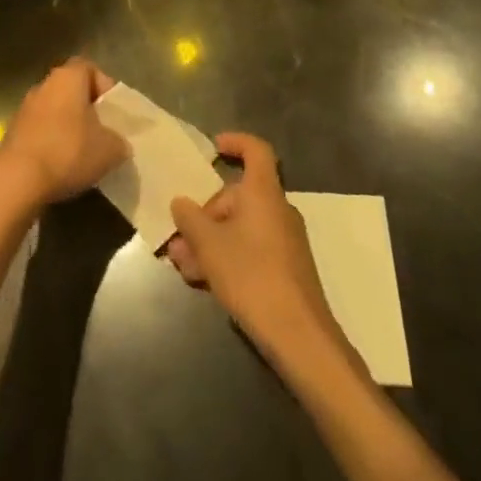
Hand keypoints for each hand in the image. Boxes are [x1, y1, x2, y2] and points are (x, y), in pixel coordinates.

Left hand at [0, 59, 129, 214]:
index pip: (89, 68)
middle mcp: (45, 84)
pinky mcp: (12, 131)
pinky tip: (60, 166)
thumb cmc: (68, 151)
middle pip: (71, 89)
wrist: (17, 179)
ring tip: (82, 154)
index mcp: (68, 77)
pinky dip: (51, 142)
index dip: (104, 86)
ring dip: (67, 127)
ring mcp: (25, 107)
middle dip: (86, 109)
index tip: (112, 112)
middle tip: (101, 134)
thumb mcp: (110, 150)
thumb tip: (118, 144)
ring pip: (54, 110)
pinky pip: (40, 129)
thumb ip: (119, 142)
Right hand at [166, 133, 340, 361]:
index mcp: (263, 192)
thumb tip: (180, 202)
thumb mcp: (209, 245)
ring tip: (184, 265)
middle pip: (239, 196)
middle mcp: (278, 209)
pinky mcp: (287, 270)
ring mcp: (285, 241)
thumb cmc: (252, 275)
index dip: (235, 142)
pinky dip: (228, 257)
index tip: (213, 148)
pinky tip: (204, 281)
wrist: (300, 337)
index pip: (256, 150)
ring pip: (241, 227)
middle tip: (181, 236)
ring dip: (211, 241)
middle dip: (206, 214)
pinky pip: (251, 249)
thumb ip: (189, 219)